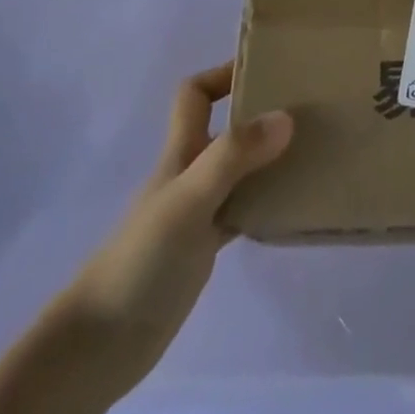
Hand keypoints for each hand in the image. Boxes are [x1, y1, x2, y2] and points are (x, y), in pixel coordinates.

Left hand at [55, 62, 292, 399]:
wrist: (101, 344)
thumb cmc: (142, 259)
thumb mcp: (189, 198)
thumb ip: (234, 156)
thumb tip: (286, 117)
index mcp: (180, 151)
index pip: (195, 94)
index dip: (224, 74)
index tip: (267, 69)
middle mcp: (190, 173)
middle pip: (225, 128)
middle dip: (261, 113)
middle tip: (307, 109)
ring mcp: (197, 211)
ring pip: (239, 170)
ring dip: (270, 159)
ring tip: (313, 152)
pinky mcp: (204, 249)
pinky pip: (243, 212)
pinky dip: (266, 204)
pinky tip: (292, 207)